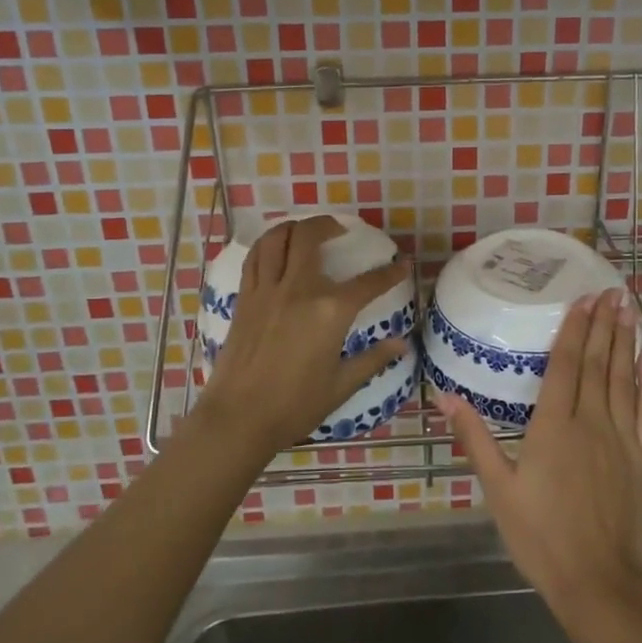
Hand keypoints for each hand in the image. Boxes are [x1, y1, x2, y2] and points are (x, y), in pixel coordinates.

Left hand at [201, 215, 410, 455]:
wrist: (238, 418)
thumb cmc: (295, 405)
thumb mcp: (341, 385)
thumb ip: (373, 359)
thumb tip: (402, 344)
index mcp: (330, 311)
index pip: (369, 282)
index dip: (391, 272)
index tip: (403, 264)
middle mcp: (299, 289)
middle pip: (310, 237)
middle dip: (329, 225)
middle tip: (340, 230)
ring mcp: (267, 290)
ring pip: (277, 238)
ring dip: (294, 227)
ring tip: (306, 231)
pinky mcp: (245, 298)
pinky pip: (255, 258)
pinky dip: (268, 245)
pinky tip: (275, 250)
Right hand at [436, 288, 641, 618]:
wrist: (600, 584)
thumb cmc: (541, 537)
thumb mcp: (498, 489)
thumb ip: (475, 438)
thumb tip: (444, 395)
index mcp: (553, 426)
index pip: (565, 365)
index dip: (574, 329)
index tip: (582, 299)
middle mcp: (591, 422)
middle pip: (597, 363)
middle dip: (603, 324)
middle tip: (611, 290)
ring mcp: (624, 439)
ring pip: (624, 378)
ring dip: (625, 341)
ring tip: (628, 308)